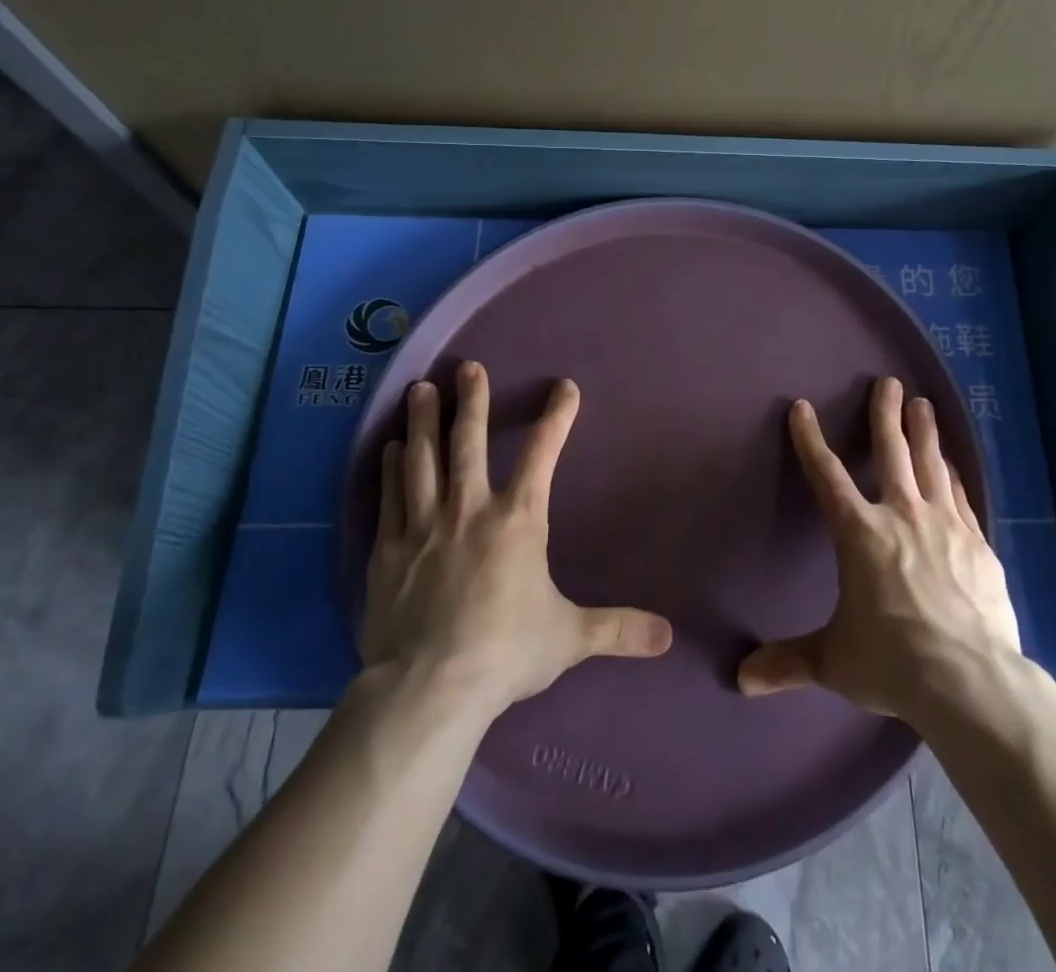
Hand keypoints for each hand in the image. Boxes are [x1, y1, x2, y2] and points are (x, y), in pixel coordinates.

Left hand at [360, 361, 673, 720]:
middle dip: (471, 401)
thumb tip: (667, 636)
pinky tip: (390, 449)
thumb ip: (617, 629)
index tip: (565, 387)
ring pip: (423, 459)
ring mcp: (423, 527)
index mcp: (517, 520)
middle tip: (467, 367)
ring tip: (419, 389)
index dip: (557, 417)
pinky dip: (392, 469)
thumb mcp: (569, 638)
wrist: (428, 688)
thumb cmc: (505, 652)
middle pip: (469, 442)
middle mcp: (469, 510)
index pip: (544, 454)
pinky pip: (390, 497)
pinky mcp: (387, 551)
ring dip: (424, 422)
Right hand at [737, 377, 1021, 721]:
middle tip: (888, 383)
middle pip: (891, 451)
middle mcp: (901, 515)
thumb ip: (789, 661)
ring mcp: (944, 525)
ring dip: (924, 431)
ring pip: (931, 464)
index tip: (801, 408)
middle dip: (885, 414)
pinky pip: (960, 496)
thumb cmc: (892, 661)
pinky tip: (952, 464)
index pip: (826, 475)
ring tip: (923, 404)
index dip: (810, 440)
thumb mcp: (833, 661)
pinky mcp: (977, 543)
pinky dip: (952, 475)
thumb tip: (741, 680)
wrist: (969, 679)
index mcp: (859, 533)